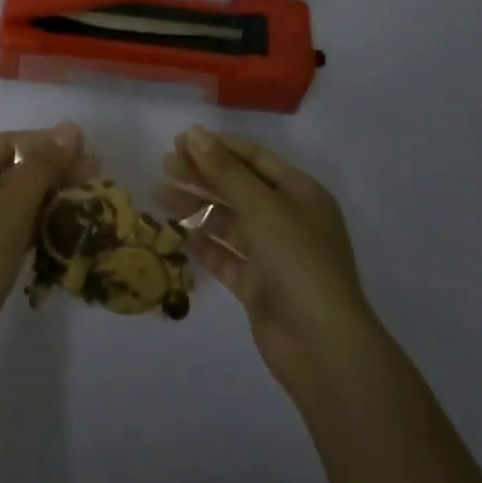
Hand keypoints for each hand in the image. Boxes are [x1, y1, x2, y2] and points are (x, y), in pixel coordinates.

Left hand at [0, 122, 92, 372]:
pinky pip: (6, 227)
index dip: (50, 144)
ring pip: (11, 200)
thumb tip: (71, 127)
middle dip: (52, 172)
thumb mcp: (12, 208)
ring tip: (85, 204)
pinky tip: (60, 233)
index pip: (10, 142)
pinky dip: (33, 225)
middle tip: (94, 177)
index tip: (88, 153)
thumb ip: (43, 166)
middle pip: (11, 169)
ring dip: (46, 199)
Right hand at [157, 126, 384, 407]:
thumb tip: (195, 135)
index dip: (220, 147)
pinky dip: (204, 244)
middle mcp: (288, 220)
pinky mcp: (258, 287)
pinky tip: (178, 233)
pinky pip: (226, 257)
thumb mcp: (262, 207)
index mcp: (300, 194)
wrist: (322, 347)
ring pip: (228, 222)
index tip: (182, 139)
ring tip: (159, 194)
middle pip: (239, 188)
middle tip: (165, 163)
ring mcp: (273, 255)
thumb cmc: (298, 261)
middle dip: (203, 174)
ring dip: (197, 206)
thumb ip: (225, 172)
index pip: (256, 159)